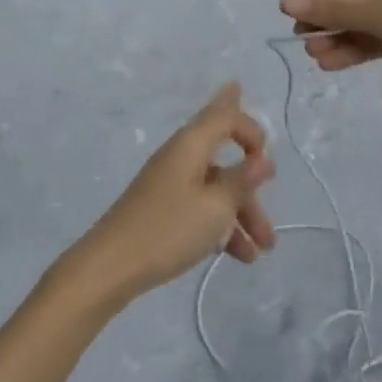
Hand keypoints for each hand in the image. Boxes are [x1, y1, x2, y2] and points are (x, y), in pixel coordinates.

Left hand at [66, 83, 275, 305]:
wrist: (111, 266)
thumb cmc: (168, 229)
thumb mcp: (216, 206)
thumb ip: (242, 180)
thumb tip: (263, 159)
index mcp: (190, 144)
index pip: (224, 115)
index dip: (250, 128)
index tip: (266, 156)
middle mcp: (180, 156)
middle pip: (223, 156)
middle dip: (251, 186)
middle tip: (270, 216)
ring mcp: (170, 183)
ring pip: (216, 187)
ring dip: (242, 213)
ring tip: (264, 249)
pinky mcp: (163, 208)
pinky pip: (202, 207)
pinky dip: (222, 225)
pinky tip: (241, 255)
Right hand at [278, 0, 381, 91]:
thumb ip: (335, 8)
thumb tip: (287, 2)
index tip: (288, 12)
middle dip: (325, 16)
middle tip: (303, 41)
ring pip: (363, 18)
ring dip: (339, 35)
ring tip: (317, 58)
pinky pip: (380, 36)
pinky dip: (359, 47)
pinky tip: (336, 64)